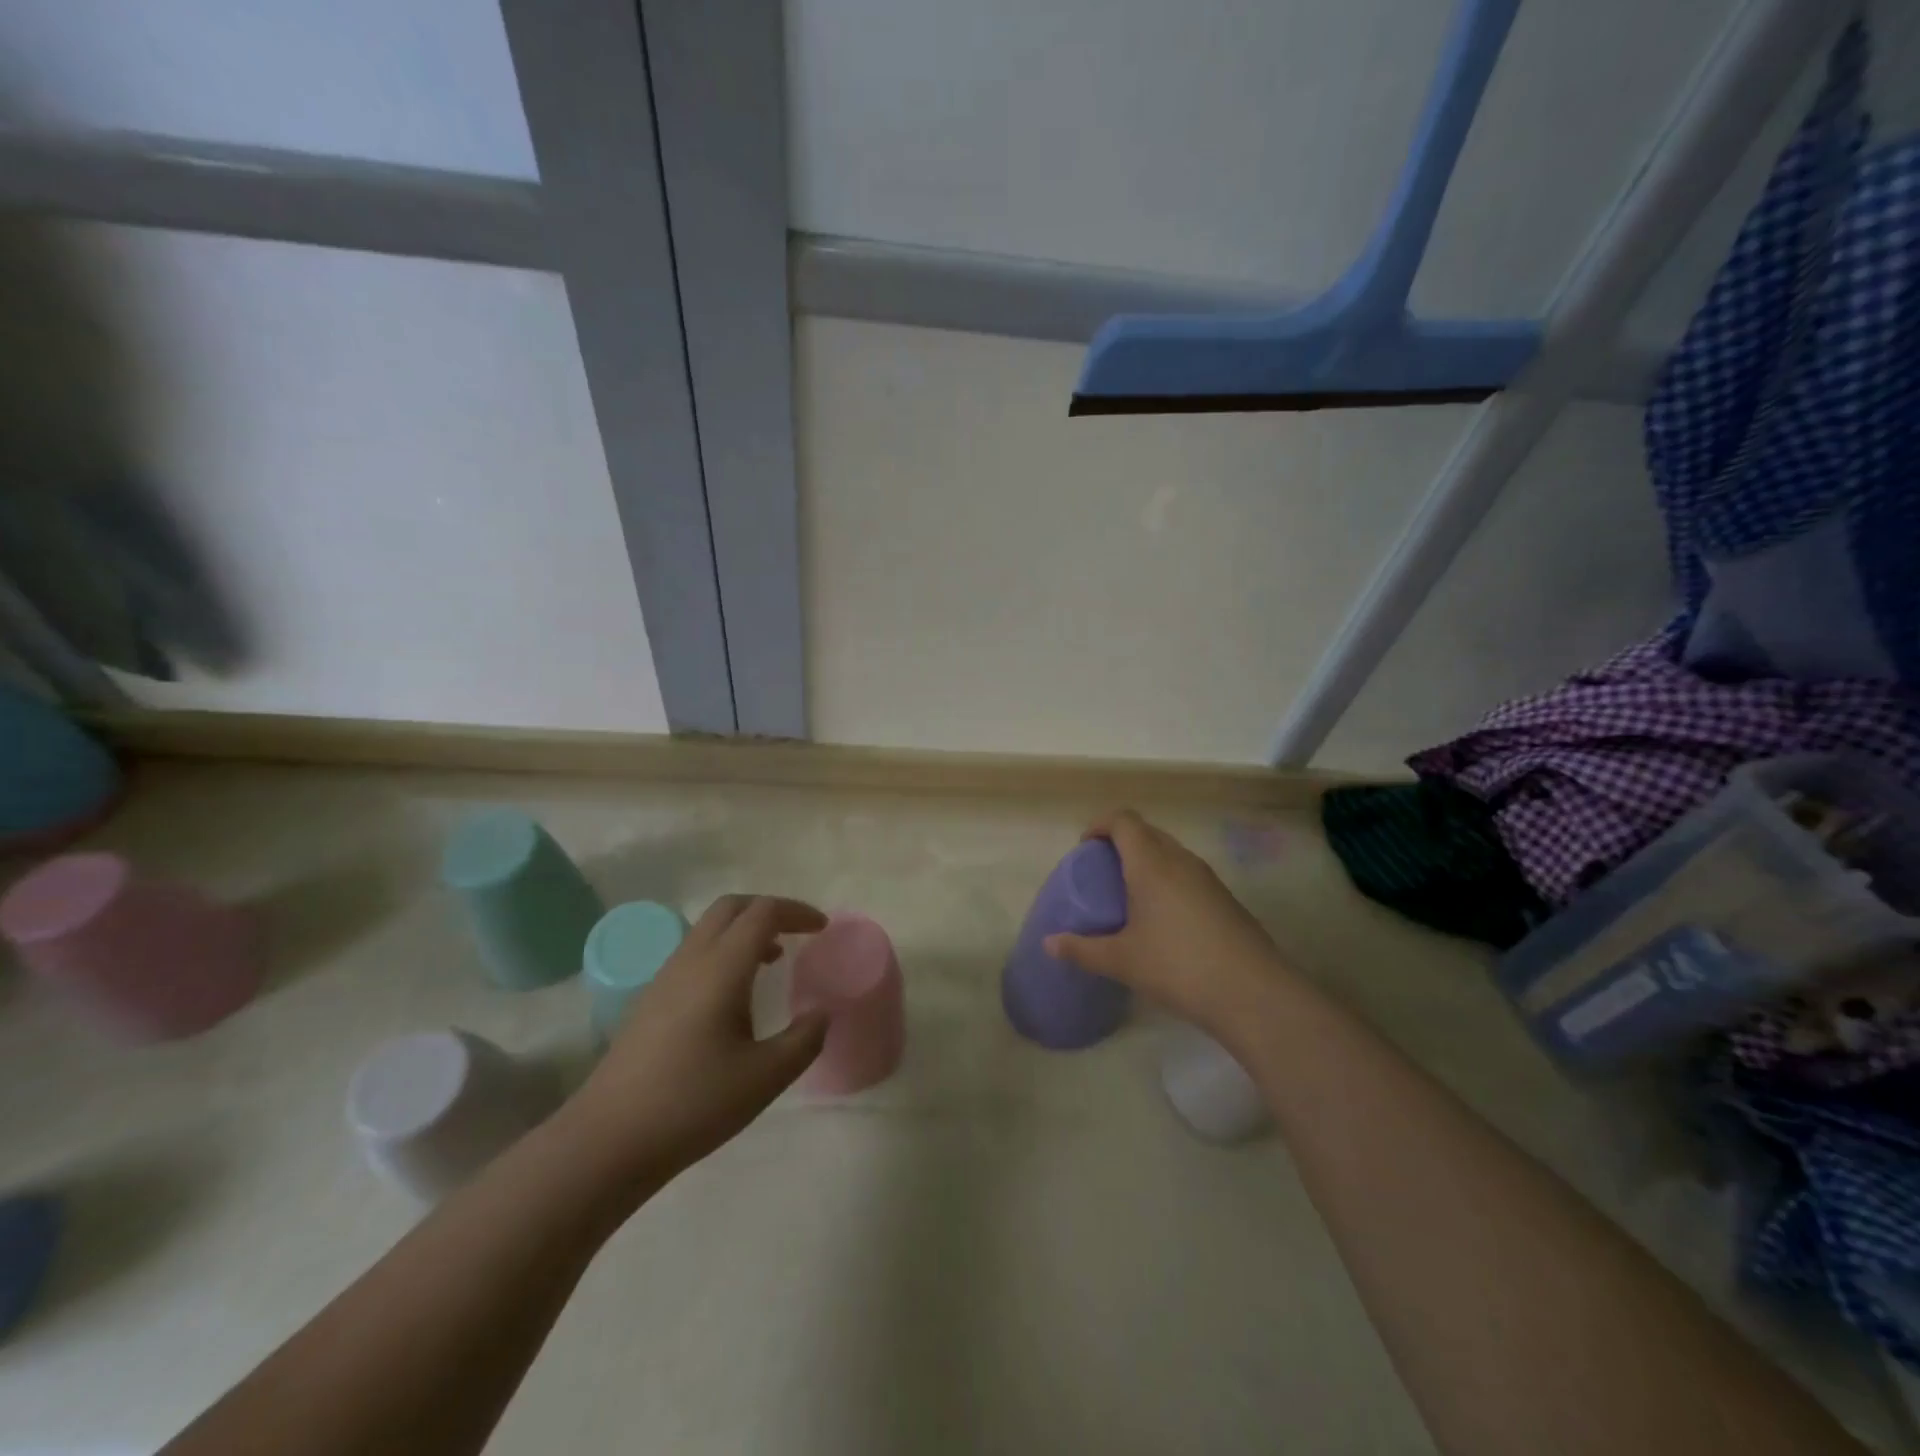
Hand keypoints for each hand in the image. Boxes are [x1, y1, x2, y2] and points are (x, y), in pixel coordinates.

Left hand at [566, 895, 828, 1192]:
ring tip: (773, 961)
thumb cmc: (693, 1103)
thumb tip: (822, 1013)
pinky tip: (734, 994)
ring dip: (745, 930)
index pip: (763, 913)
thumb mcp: (765, 1077)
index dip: (797, 912)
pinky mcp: (650, 1000)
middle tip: (798, 932)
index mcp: (722, 967)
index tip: (822, 928)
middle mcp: (691, 959)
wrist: (608, 1140)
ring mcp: (665, 978)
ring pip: (709, 928)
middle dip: (769, 909)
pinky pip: (694, 952)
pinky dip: (724, 951)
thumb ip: (804, 1040)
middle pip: (731, 907)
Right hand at [1045, 810, 1288, 1037]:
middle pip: (1148, 832)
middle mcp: (1181, 860)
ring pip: (1171, 852)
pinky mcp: (1225, 899)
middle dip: (1122, 842)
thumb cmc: (1178, 966)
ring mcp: (1208, 878)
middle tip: (1102, 872)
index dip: (1100, 825)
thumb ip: (1082, 949)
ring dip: (1147, 861)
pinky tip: (1164, 918)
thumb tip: (1049, 943)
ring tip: (1130, 894)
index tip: (1084, 847)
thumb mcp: (1122, 961)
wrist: (1253, 993)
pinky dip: (1168, 880)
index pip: (1124, 821)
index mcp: (1151, 863)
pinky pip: (1188, 874)